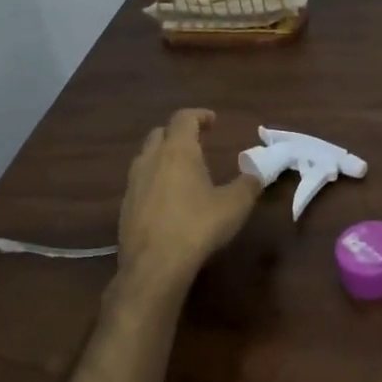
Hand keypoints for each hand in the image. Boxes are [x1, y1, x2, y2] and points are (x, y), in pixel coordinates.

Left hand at [118, 109, 264, 288]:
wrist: (155, 266)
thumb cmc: (198, 227)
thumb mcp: (235, 205)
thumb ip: (248, 184)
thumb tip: (257, 172)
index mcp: (178, 151)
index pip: (184, 118)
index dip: (199, 115)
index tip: (212, 121)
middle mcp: (151, 160)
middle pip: (160, 133)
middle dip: (178, 133)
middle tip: (196, 143)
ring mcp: (133, 183)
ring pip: (145, 157)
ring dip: (162, 156)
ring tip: (181, 170)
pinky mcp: (125, 207)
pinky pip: (139, 183)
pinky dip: (154, 181)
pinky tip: (167, 200)